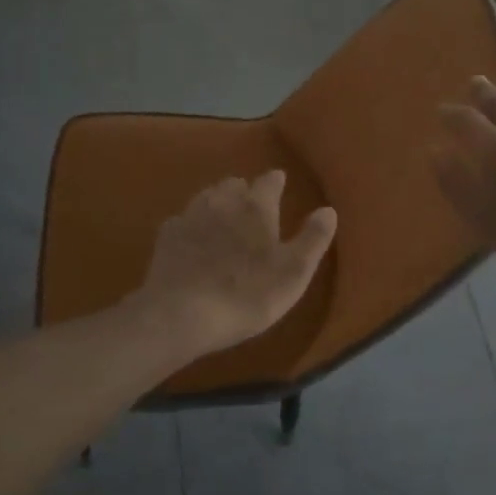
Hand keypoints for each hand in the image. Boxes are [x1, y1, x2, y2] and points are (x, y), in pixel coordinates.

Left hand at [135, 172, 337, 358]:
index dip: (276, 181)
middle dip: (244, 190)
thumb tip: (328, 210)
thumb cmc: (248, 294)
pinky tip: (193, 238)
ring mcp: (190, 216)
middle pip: (234, 184)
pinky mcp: (166, 236)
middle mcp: (222, 202)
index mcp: (256, 208)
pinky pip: (183, 220)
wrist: (182, 314)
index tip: (280, 181)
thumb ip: (313, 239)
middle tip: (252, 204)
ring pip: (207, 197)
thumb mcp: (294, 272)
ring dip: (217, 201)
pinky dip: (192, 224)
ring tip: (223, 215)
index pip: (269, 182)